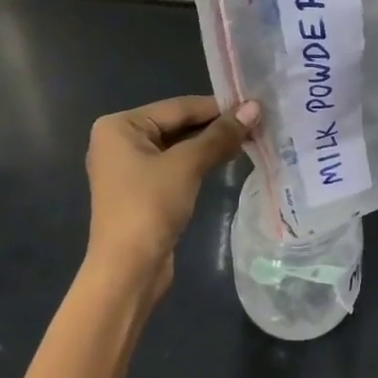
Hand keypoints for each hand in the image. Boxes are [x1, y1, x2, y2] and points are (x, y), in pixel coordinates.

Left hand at [84, 95, 259, 307]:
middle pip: (178, 124)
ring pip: (178, 145)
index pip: (178, 107)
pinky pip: (175, 165)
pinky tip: (227, 159)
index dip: (218, 107)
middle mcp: (119, 140)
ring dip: (211, 144)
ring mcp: (129, 166)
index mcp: (120, 125)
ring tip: (250, 139)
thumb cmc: (149, 207)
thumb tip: (255, 107)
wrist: (127, 271)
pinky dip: (199, 161)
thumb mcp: (187, 165)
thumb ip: (220, 135)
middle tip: (257, 123)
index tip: (255, 106)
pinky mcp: (142, 189)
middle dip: (216, 126)